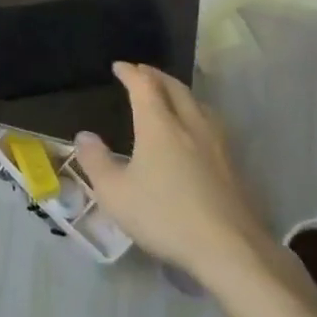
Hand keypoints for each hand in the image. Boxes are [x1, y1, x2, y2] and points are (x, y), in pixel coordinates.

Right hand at [74, 62, 279, 288]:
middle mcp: (190, 125)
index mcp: (159, 126)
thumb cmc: (164, 216)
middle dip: (157, 76)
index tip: (119, 67)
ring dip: (180, 93)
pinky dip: (196, 114)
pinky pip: (211, 124)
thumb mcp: (115, 194)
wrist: (230, 249)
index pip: (144, 86)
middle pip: (175, 88)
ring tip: (170, 96)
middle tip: (143, 72)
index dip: (131, 73)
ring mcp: (216, 145)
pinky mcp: (232, 166)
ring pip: (198, 104)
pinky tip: (195, 132)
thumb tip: (84, 135)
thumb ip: (96, 161)